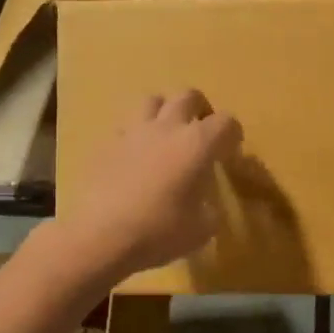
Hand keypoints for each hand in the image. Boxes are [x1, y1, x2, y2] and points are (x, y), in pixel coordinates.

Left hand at [53, 91, 242, 283]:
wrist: (101, 237)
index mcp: (197, 144)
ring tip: (166, 134)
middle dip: (200, 109)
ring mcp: (133, 132)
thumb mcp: (201, 229)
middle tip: (201, 133)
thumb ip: (210, 209)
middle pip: (188, 96)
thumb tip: (205, 204)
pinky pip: (126, 127)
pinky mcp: (106, 145)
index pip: (226, 122)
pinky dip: (136, 135)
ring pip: (152, 100)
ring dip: (165, 112)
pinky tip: (136, 157)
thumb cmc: (159, 232)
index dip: (233, 135)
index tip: (230, 152)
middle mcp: (166, 128)